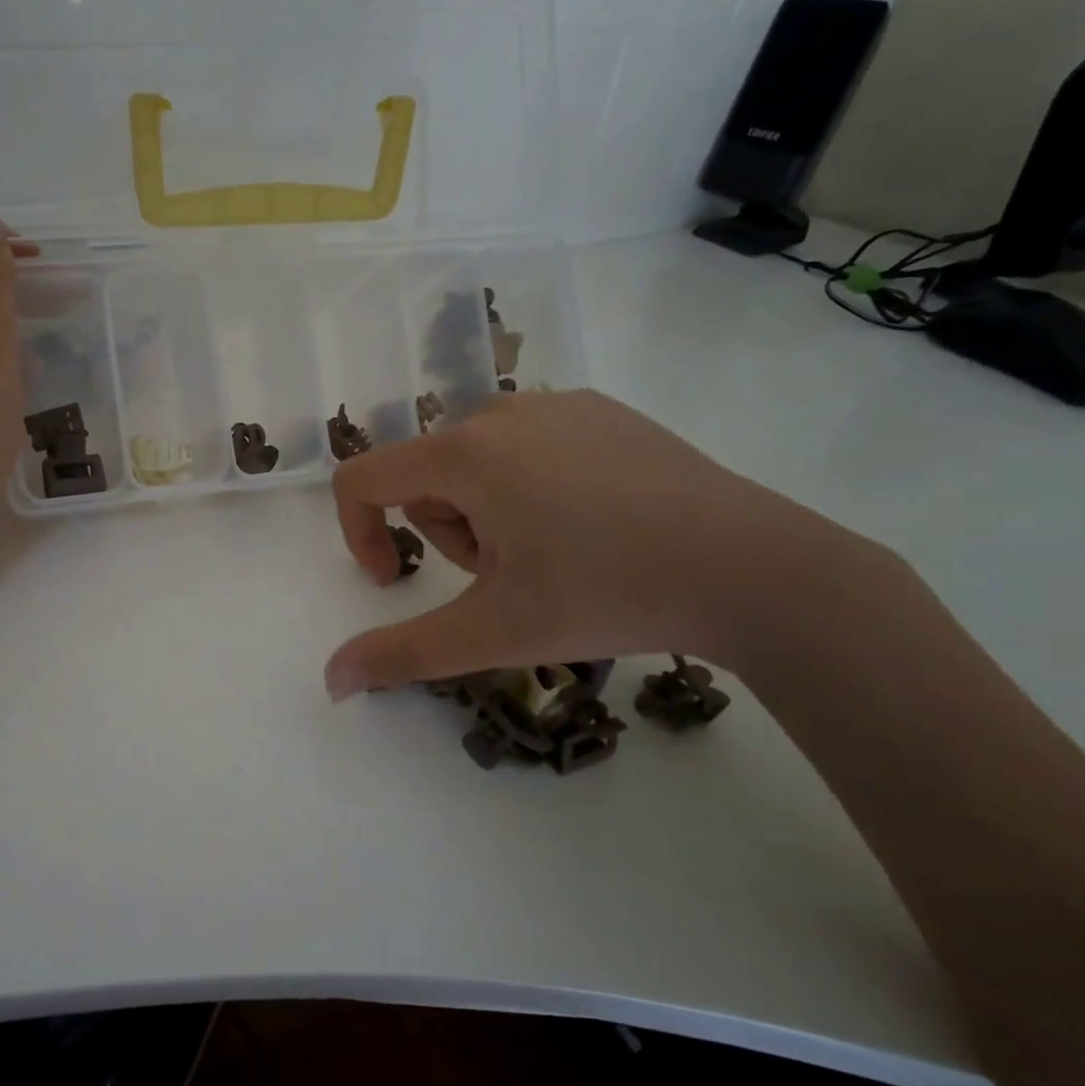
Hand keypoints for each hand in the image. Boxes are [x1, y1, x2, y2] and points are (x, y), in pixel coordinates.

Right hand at [324, 390, 865, 697]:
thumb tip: (331, 681)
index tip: (395, 582)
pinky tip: (588, 524)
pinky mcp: (602, 410)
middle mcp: (500, 413)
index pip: (363, 478)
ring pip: (475, 461)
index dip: (360, 533)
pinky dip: (529, 485)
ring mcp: (557, 405)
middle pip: (425, 475)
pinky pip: (527, 444)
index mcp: (464, 454)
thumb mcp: (494, 632)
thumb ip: (401, 654)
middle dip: (444, 532)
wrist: (753, 568)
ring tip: (550, 554)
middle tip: (506, 577)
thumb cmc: (606, 593)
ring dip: (485, 512)